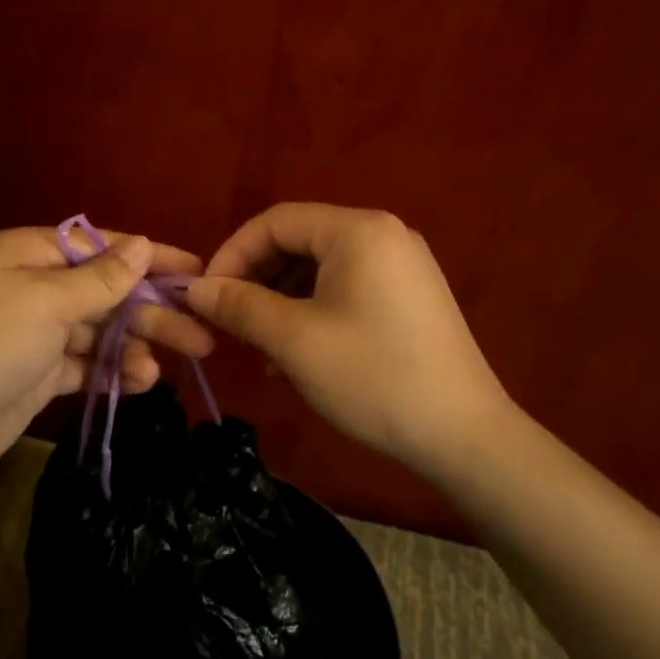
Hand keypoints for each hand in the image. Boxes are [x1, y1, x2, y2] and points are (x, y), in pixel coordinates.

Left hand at [0, 226, 213, 485]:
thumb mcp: (49, 300)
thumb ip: (102, 278)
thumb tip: (144, 242)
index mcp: (33, 253)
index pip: (104, 247)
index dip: (151, 258)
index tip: (197, 271)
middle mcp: (36, 287)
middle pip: (107, 293)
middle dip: (151, 312)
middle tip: (200, 334)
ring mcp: (37, 334)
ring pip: (100, 333)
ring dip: (134, 347)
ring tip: (166, 367)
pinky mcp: (38, 375)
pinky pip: (86, 366)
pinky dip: (112, 373)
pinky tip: (141, 382)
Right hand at [185, 203, 513, 475]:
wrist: (465, 437)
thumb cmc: (373, 377)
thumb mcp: (294, 340)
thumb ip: (239, 306)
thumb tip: (194, 289)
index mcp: (358, 230)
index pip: (275, 221)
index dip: (232, 253)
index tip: (206, 295)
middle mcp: (383, 234)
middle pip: (299, 241)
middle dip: (256, 278)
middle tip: (230, 321)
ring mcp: (402, 265)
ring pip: (320, 268)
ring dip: (281, 298)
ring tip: (259, 344)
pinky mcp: (409, 295)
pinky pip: (346, 287)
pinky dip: (312, 309)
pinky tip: (295, 352)